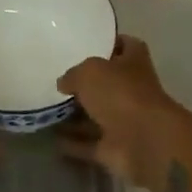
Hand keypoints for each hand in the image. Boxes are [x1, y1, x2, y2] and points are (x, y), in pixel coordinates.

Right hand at [56, 35, 181, 191]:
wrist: (144, 143)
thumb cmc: (121, 94)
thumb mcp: (89, 71)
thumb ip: (73, 74)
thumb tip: (64, 83)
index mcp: (134, 63)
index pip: (127, 46)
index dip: (112, 43)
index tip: (89, 44)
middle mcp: (132, 90)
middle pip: (108, 84)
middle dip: (85, 84)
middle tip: (57, 80)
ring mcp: (125, 121)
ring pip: (96, 115)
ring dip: (75, 116)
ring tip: (47, 109)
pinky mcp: (115, 148)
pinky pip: (89, 144)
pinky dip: (73, 143)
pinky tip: (51, 139)